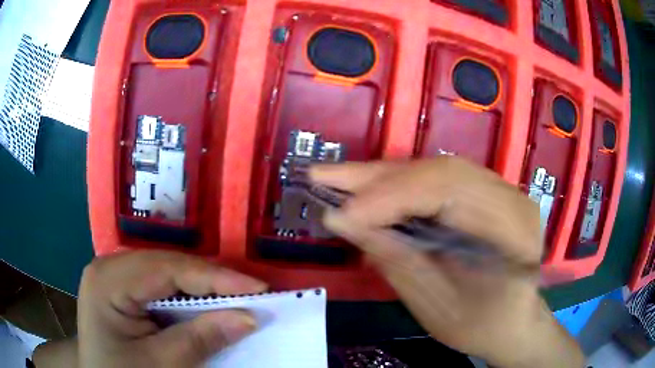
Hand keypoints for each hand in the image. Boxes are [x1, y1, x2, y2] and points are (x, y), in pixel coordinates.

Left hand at [77, 250, 266, 367]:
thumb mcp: (160, 365)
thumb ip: (200, 339)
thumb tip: (249, 317)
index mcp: (108, 280)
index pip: (167, 268)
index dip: (215, 277)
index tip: (258, 287)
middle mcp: (109, 265)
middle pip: (168, 264)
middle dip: (211, 280)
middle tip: (252, 293)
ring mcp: (114, 272)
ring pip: (167, 270)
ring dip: (202, 286)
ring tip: (236, 296)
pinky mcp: (122, 284)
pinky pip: (160, 282)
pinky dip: (187, 293)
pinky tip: (205, 303)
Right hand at [311, 157, 582, 367]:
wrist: (512, 323)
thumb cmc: (481, 325)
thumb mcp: (437, 305)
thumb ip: (395, 259)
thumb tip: (341, 219)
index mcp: (512, 227)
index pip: (448, 191)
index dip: (390, 198)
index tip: (339, 214)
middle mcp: (509, 196)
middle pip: (439, 171)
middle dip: (377, 177)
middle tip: (323, 176)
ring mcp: (499, 191)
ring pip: (434, 170)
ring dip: (382, 177)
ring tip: (337, 180)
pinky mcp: (484, 195)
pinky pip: (436, 182)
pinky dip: (399, 186)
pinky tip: (369, 190)